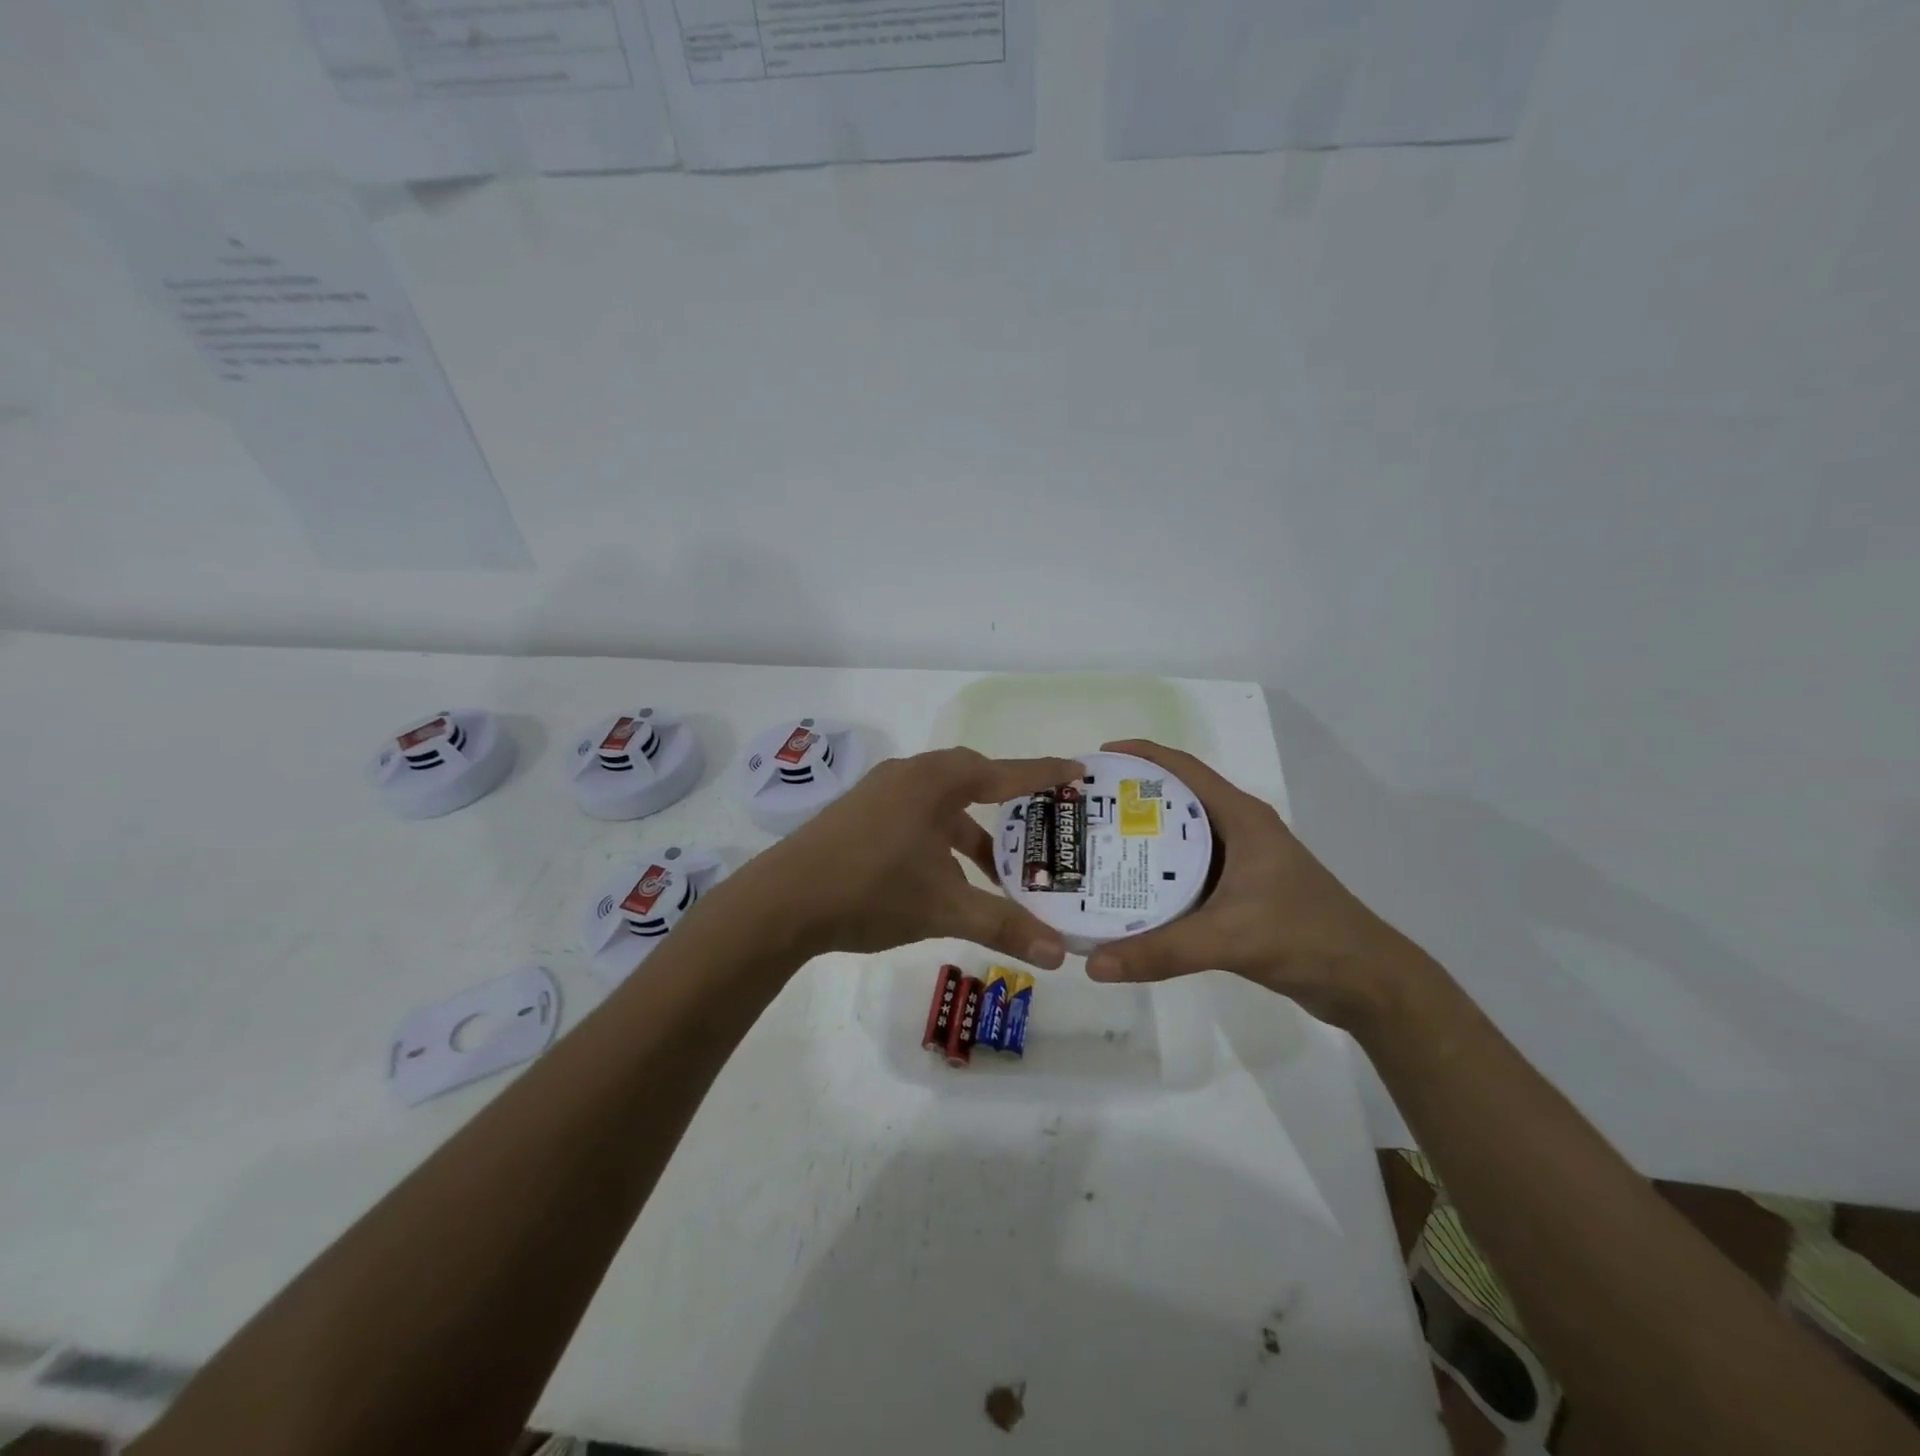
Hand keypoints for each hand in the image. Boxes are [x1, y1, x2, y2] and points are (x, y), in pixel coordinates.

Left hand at [731, 747, 1084, 967]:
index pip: (1004, 773)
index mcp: (935, 782)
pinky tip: (947, 876)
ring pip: (942, 803)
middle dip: (1007, 804)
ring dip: (972, 832)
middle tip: (1041, 823)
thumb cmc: (871, 891)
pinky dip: (942, 838)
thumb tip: (1061, 955)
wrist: (782, 902)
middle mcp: (909, 775)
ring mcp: (880, 793)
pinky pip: (917, 815)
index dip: (1044, 773)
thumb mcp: (945, 907)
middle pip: (972, 779)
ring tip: (999, 869)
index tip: (1077, 770)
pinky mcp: (860, 814)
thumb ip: (1004, 926)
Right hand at [1084, 740, 1430, 1029]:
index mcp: (1241, 818)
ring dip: (1142, 840)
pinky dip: (1157, 876)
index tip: (1096, 760)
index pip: (1184, 769)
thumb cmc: (1304, 937)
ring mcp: (1242, 863)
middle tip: (1083, 811)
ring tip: (1094, 848)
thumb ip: (1161, 951)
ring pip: (1181, 840)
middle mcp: (1239, 831)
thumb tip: (1093, 964)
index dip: (1141, 756)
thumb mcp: (1228, 939)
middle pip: (1175, 802)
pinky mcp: (1241, 893)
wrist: (1366, 981)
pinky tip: (1128, 892)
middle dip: (1129, 800)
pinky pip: (1188, 873)